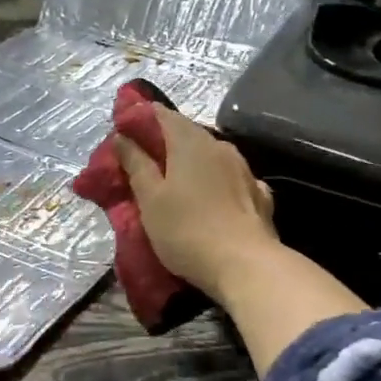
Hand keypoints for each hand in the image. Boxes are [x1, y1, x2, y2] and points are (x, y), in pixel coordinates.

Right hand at [115, 107, 279, 304]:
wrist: (246, 266)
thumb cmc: (187, 230)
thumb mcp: (150, 199)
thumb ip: (136, 164)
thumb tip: (122, 137)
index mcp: (190, 142)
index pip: (162, 114)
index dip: (140, 117)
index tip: (123, 131)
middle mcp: (220, 146)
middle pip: (187, 133)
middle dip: (163, 141)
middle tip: (142, 159)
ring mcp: (244, 169)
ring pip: (210, 155)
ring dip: (190, 161)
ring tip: (174, 180)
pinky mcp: (258, 194)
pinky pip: (229, 178)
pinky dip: (214, 181)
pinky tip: (210, 196)